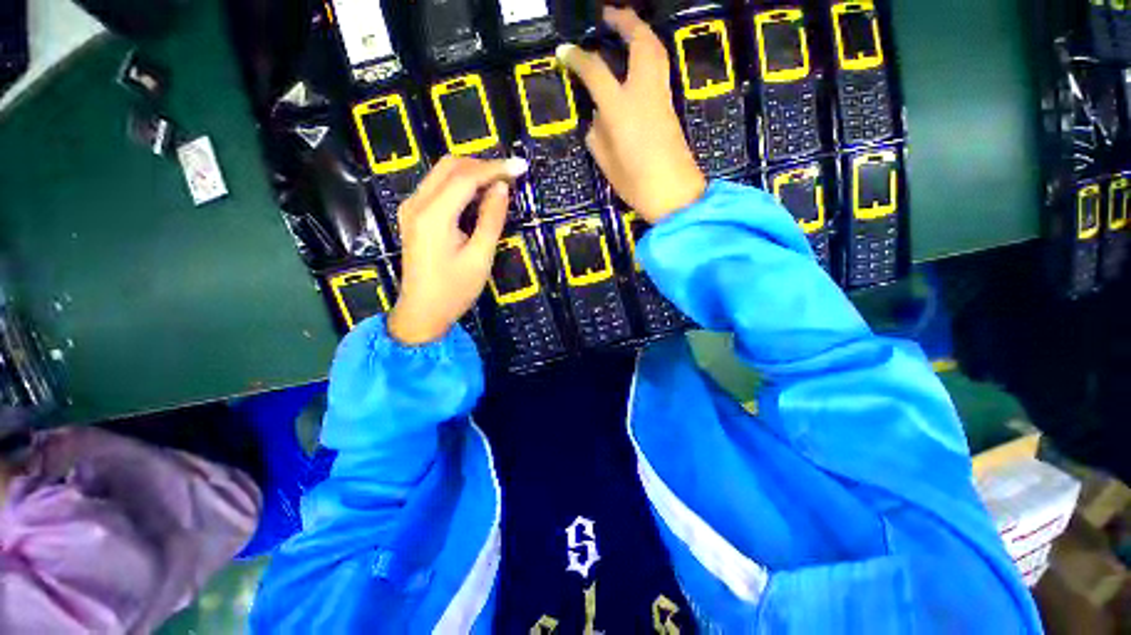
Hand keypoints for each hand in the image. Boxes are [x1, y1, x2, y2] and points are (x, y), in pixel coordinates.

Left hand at [387, 156, 527, 344]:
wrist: (422, 312)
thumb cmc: (454, 290)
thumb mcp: (480, 258)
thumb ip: (491, 220)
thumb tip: (502, 188)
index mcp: (433, 216)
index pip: (465, 178)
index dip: (494, 169)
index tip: (520, 167)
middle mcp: (417, 204)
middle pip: (450, 167)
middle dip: (482, 165)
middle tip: (511, 175)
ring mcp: (412, 208)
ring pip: (442, 174)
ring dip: (472, 173)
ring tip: (500, 182)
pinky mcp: (414, 216)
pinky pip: (438, 187)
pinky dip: (460, 184)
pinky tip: (479, 194)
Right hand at [558, 6, 706, 223]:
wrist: (675, 195)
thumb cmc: (637, 185)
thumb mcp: (607, 163)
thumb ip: (598, 135)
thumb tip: (597, 116)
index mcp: (621, 109)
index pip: (596, 71)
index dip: (577, 58)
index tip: (564, 52)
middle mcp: (643, 93)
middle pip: (639, 42)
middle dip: (624, 22)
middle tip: (608, 16)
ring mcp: (661, 97)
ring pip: (656, 51)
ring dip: (641, 32)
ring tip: (625, 29)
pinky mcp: (671, 106)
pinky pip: (659, 69)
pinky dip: (649, 54)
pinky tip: (638, 61)